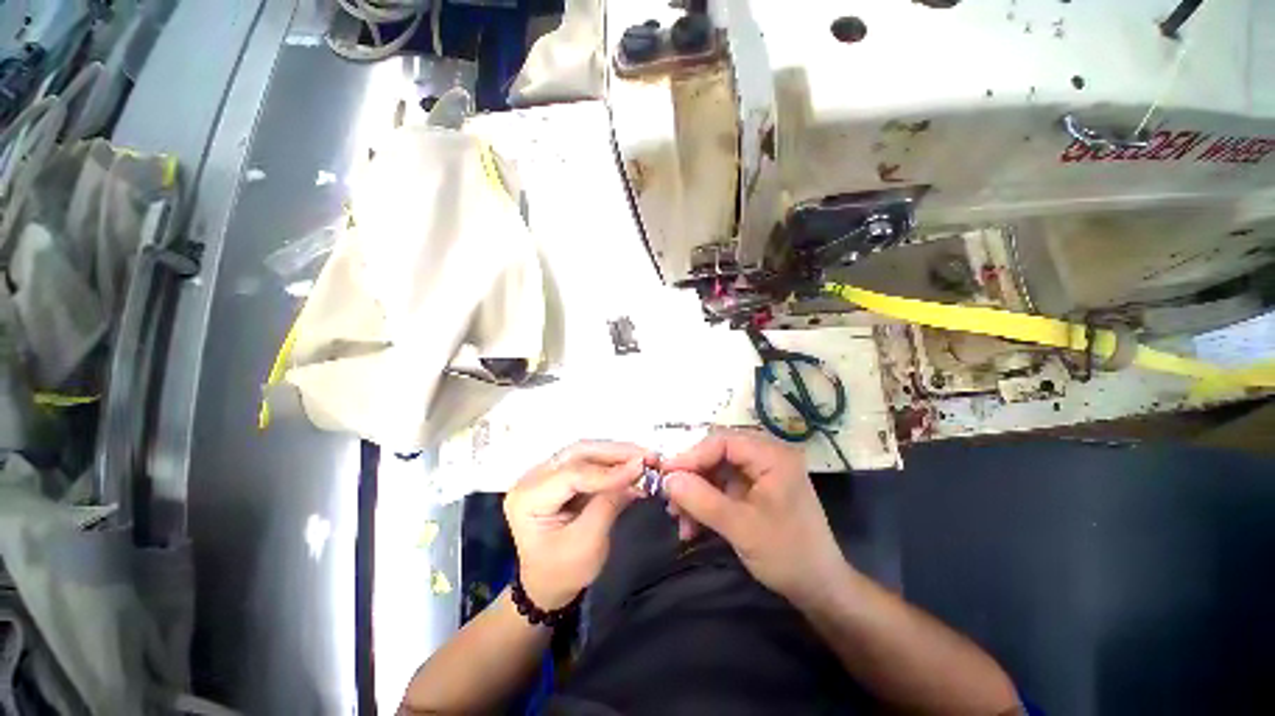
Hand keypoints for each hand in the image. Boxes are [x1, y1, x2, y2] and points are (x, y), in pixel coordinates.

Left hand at [505, 441, 652, 609]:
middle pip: (578, 453)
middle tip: (646, 455)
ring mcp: (544, 473)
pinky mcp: (559, 474)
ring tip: (643, 457)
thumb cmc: (563, 571)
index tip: (641, 467)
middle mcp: (532, 478)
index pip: (572, 474)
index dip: (608, 470)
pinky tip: (631, 464)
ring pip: (585, 451)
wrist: (547, 584)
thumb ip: (609, 503)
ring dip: (616, 453)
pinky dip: (611, 461)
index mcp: (527, 499)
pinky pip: (587, 460)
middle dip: (615, 452)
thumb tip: (636, 472)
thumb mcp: (587, 544)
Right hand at [662, 429, 847, 604]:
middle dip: (692, 478)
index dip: (691, 455)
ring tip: (678, 519)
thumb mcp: (740, 527)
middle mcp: (767, 456)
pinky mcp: (756, 490)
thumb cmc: (787, 555)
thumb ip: (701, 499)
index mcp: (772, 456)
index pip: (722, 441)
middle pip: (717, 455)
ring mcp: (761, 473)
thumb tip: (667, 479)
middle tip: (670, 499)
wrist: (820, 590)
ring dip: (695, 494)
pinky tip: (692, 526)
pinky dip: (706, 504)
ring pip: (716, 472)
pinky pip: (723, 487)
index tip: (665, 474)